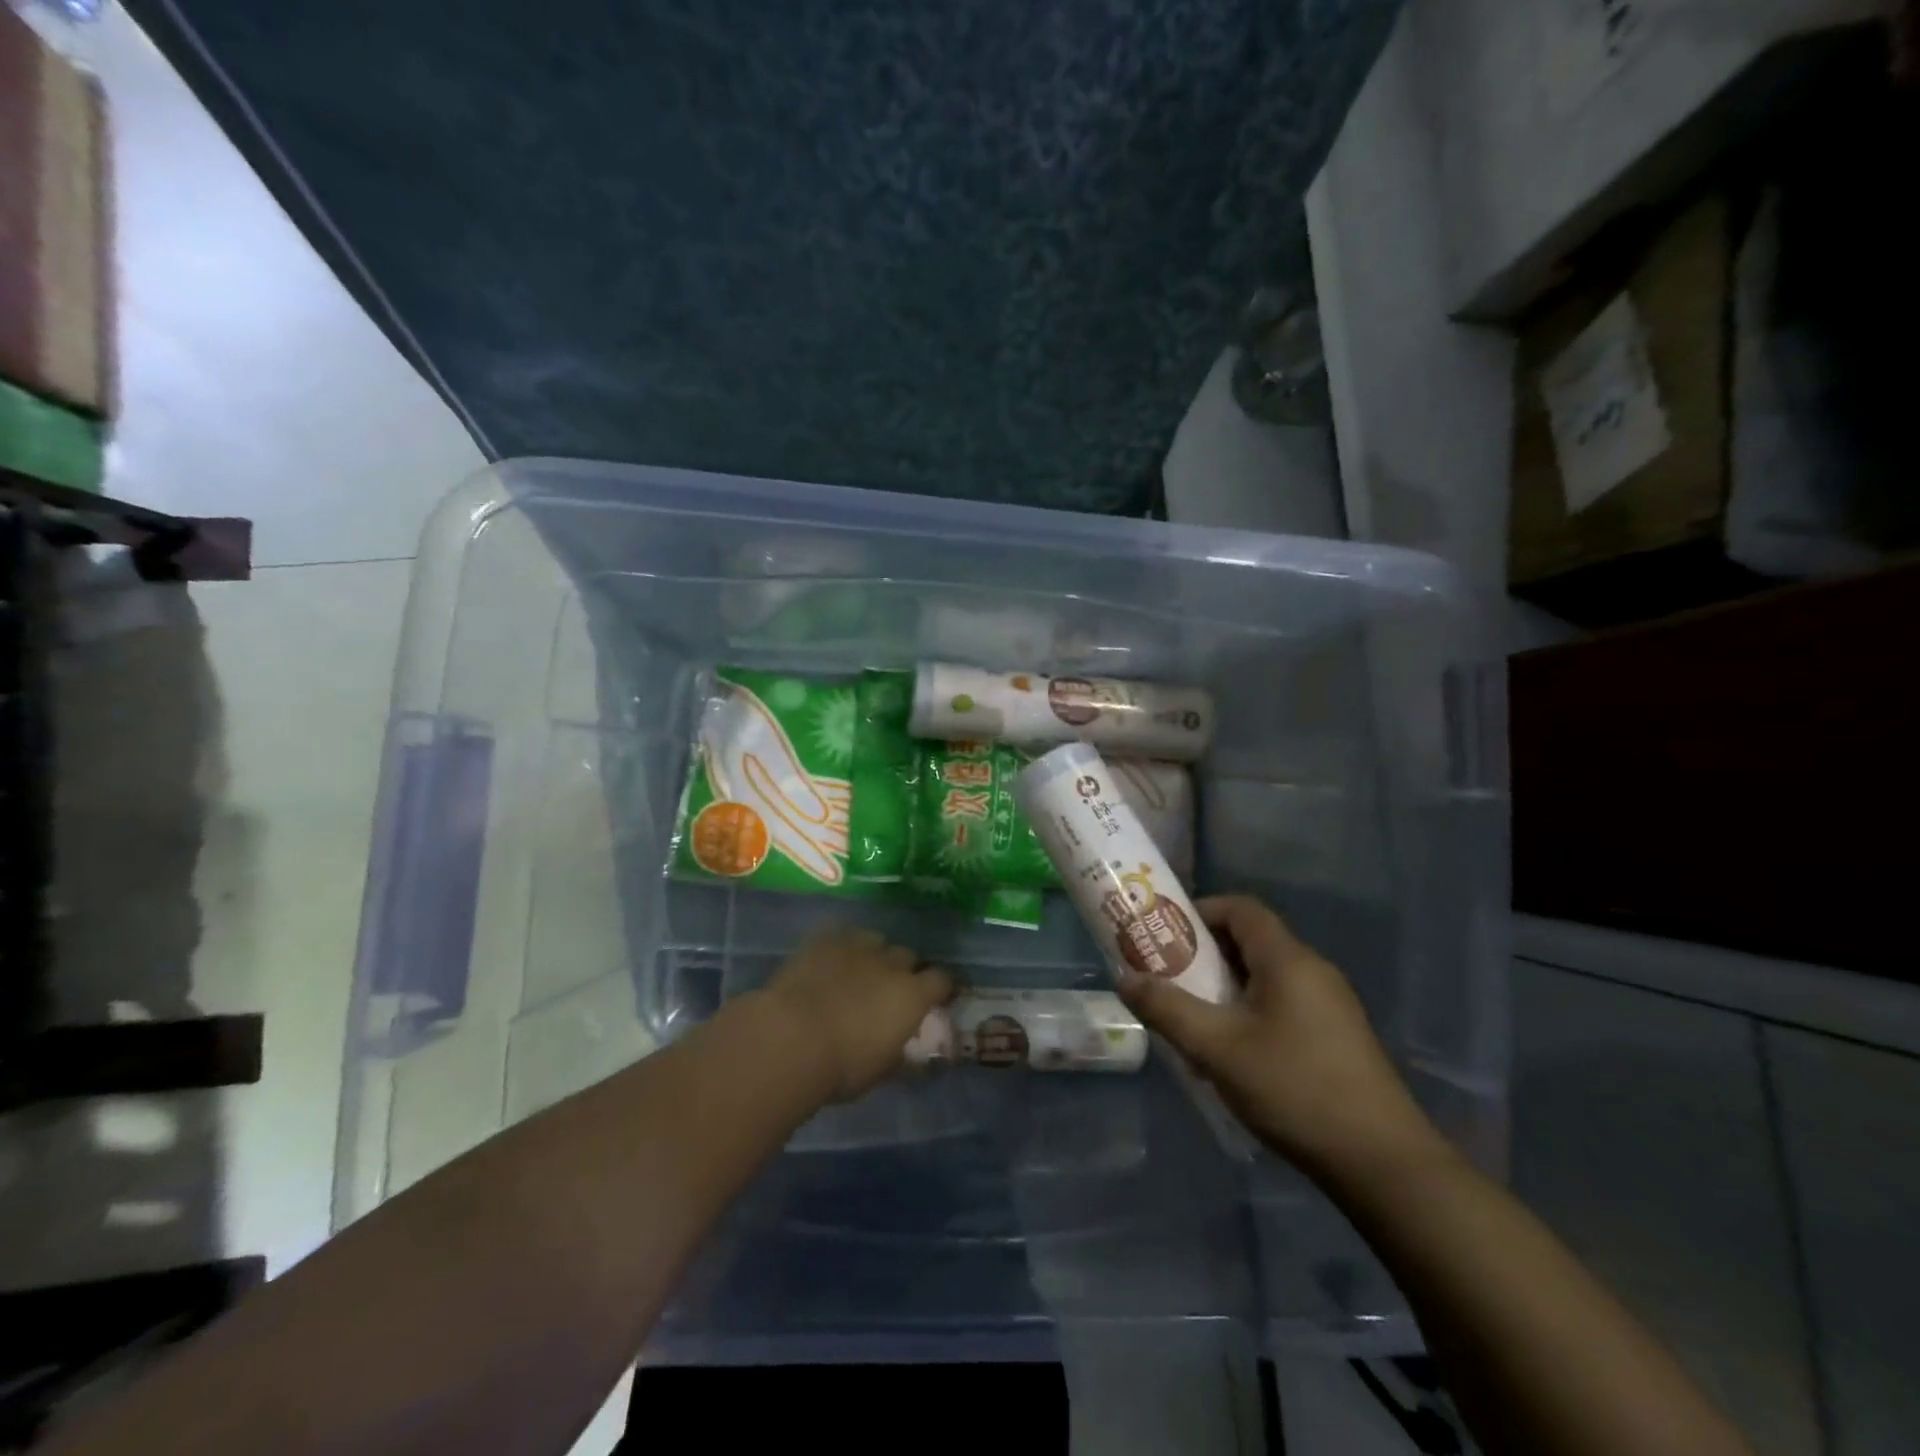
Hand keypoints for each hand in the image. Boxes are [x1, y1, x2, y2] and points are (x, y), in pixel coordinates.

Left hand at [759, 925, 953, 1101]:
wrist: (791, 1039)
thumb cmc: (841, 1067)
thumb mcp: (879, 1070)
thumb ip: (897, 1050)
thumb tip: (902, 1045)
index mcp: (912, 996)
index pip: (941, 980)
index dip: (938, 988)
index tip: (933, 999)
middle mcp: (891, 964)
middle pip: (908, 956)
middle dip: (903, 970)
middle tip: (888, 990)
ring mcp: (858, 946)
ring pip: (876, 940)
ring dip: (873, 955)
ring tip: (857, 972)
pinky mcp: (825, 939)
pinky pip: (842, 935)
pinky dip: (841, 947)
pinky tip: (829, 961)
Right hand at [1116, 895, 1441, 1177]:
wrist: (1383, 1163)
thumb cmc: (1294, 1088)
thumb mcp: (1217, 1048)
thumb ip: (1167, 1009)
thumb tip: (1125, 979)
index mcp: (1287, 960)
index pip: (1240, 908)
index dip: (1200, 911)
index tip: (1164, 935)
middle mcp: (1313, 971)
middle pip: (1251, 941)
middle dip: (1204, 954)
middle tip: (1168, 978)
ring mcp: (1331, 1005)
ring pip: (1266, 977)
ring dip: (1225, 987)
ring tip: (1192, 1017)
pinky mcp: (1338, 1037)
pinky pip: (1283, 1004)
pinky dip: (1250, 1011)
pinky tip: (1233, 1053)